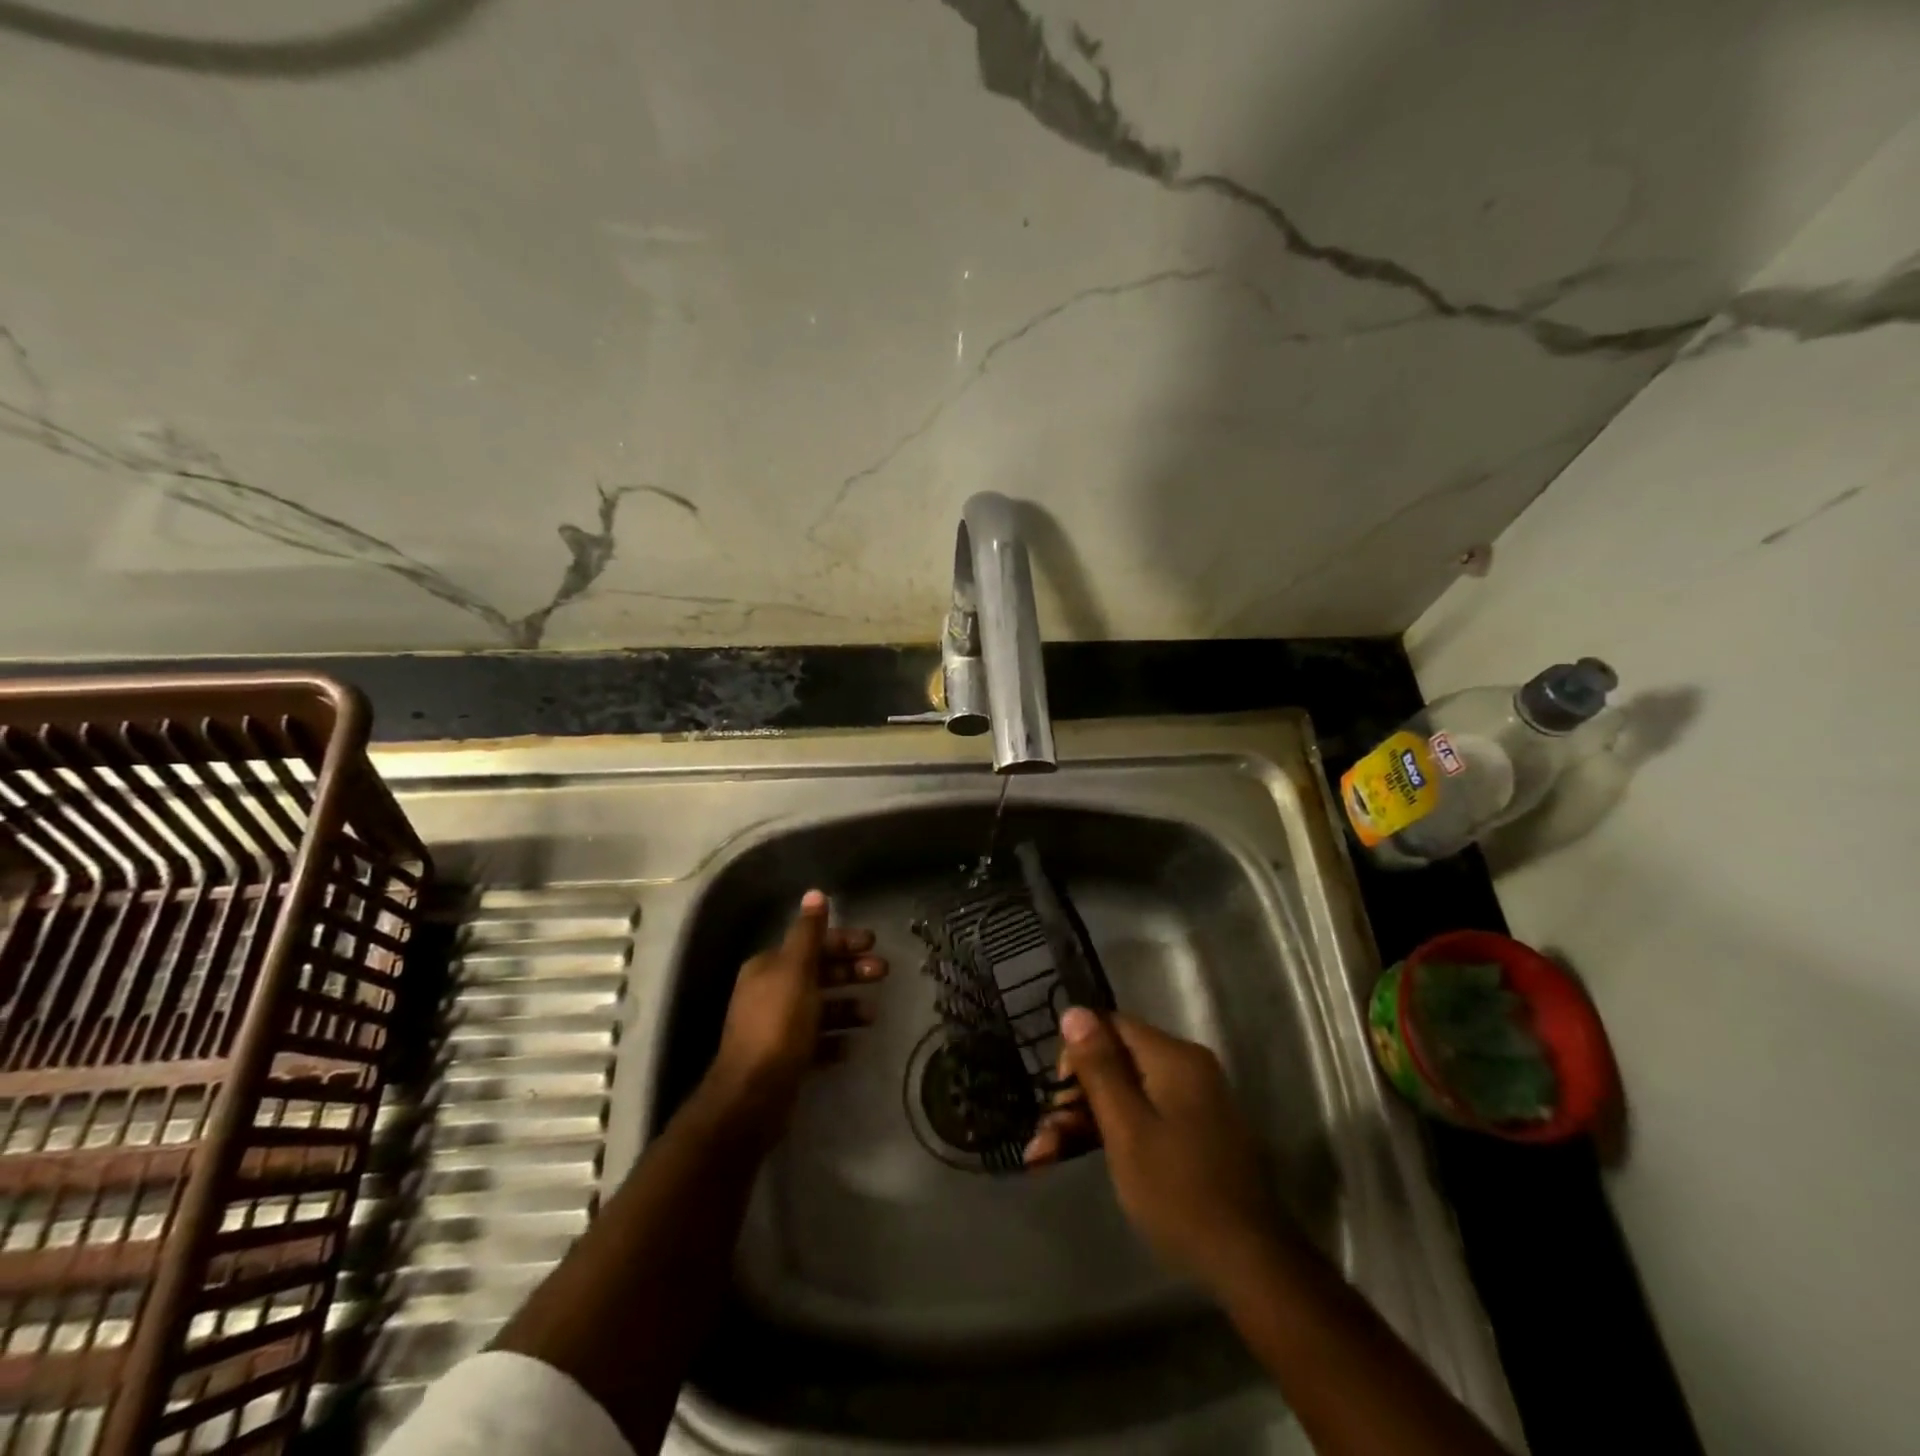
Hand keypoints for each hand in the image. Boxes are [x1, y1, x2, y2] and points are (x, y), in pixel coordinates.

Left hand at [706, 890, 886, 1127]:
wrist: (753, 1096)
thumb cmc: (778, 1024)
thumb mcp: (796, 970)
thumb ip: (808, 932)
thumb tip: (815, 892)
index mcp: (769, 967)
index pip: (810, 944)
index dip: (842, 941)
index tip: (873, 942)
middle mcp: (770, 993)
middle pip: (818, 974)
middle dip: (851, 972)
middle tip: (883, 972)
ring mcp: (777, 1028)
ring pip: (820, 1009)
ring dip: (847, 1007)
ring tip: (872, 1015)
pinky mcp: (785, 1060)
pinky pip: (816, 1043)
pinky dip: (835, 1040)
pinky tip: (851, 1046)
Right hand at [1025, 1008, 1277, 1295]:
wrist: (1248, 1263)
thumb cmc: (1179, 1191)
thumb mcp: (1126, 1128)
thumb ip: (1099, 1067)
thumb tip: (1073, 1010)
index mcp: (1174, 1056)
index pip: (1112, 1025)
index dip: (1077, 1051)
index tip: (1058, 1095)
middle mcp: (1187, 1067)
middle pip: (1117, 1061)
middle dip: (1075, 1097)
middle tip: (1042, 1139)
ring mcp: (1194, 1101)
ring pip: (1126, 1092)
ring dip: (1086, 1120)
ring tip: (1044, 1158)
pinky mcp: (1195, 1131)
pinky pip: (1144, 1114)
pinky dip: (1113, 1133)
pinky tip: (1077, 1158)